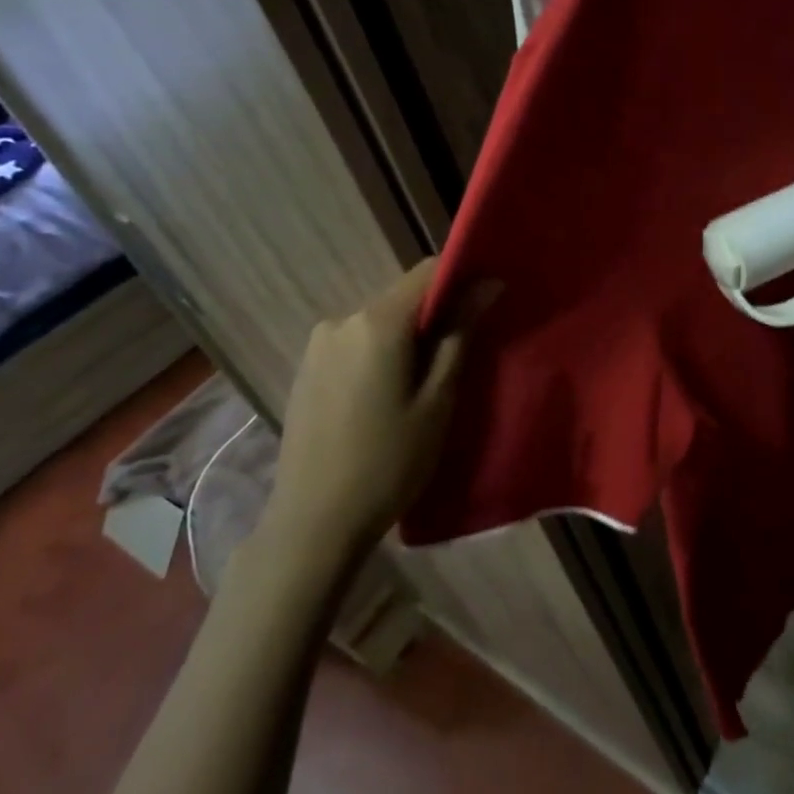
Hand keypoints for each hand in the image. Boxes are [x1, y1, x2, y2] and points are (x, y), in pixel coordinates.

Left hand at [261, 259, 492, 577]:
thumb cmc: (389, 461)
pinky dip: (381, 354)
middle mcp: (341, 320)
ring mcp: (318, 345)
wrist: (314, 522)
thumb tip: (487, 285)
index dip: (462, 279)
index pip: (427, 272)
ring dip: (407, 339)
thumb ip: (460, 335)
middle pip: (402, 297)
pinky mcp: (306, 369)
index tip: (487, 305)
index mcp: (376, 322)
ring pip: (379, 322)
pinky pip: (356, 344)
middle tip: (461, 356)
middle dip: (435, 315)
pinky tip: (387, 397)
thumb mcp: (438, 399)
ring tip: (424, 384)